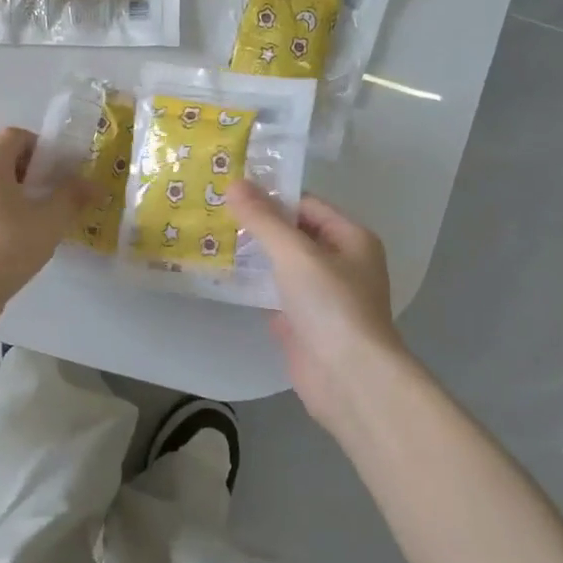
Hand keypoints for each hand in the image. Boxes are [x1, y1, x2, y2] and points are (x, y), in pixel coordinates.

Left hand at [0, 127, 96, 310]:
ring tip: (41, 218)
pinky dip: (2, 211)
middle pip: (4, 158)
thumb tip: (95, 186)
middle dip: (33, 172)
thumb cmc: (9, 245)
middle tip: (55, 194)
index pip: (15, 135)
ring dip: (18, 193)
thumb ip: (73, 196)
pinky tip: (19, 237)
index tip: (60, 171)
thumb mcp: (51, 220)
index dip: (42, 146)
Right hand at [227, 182, 405, 422]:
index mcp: (351, 238)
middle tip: (213, 214)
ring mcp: (322, 296)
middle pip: (295, 234)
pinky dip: (254, 287)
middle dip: (258, 226)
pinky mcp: (304, 323)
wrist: (349, 378)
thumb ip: (264, 219)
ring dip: (253, 256)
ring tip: (210, 239)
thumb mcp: (295, 253)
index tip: (230, 193)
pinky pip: (276, 295)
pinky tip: (223, 277)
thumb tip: (235, 183)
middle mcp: (341, 263)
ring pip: (283, 266)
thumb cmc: (331, 305)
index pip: (307, 205)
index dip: (271, 197)